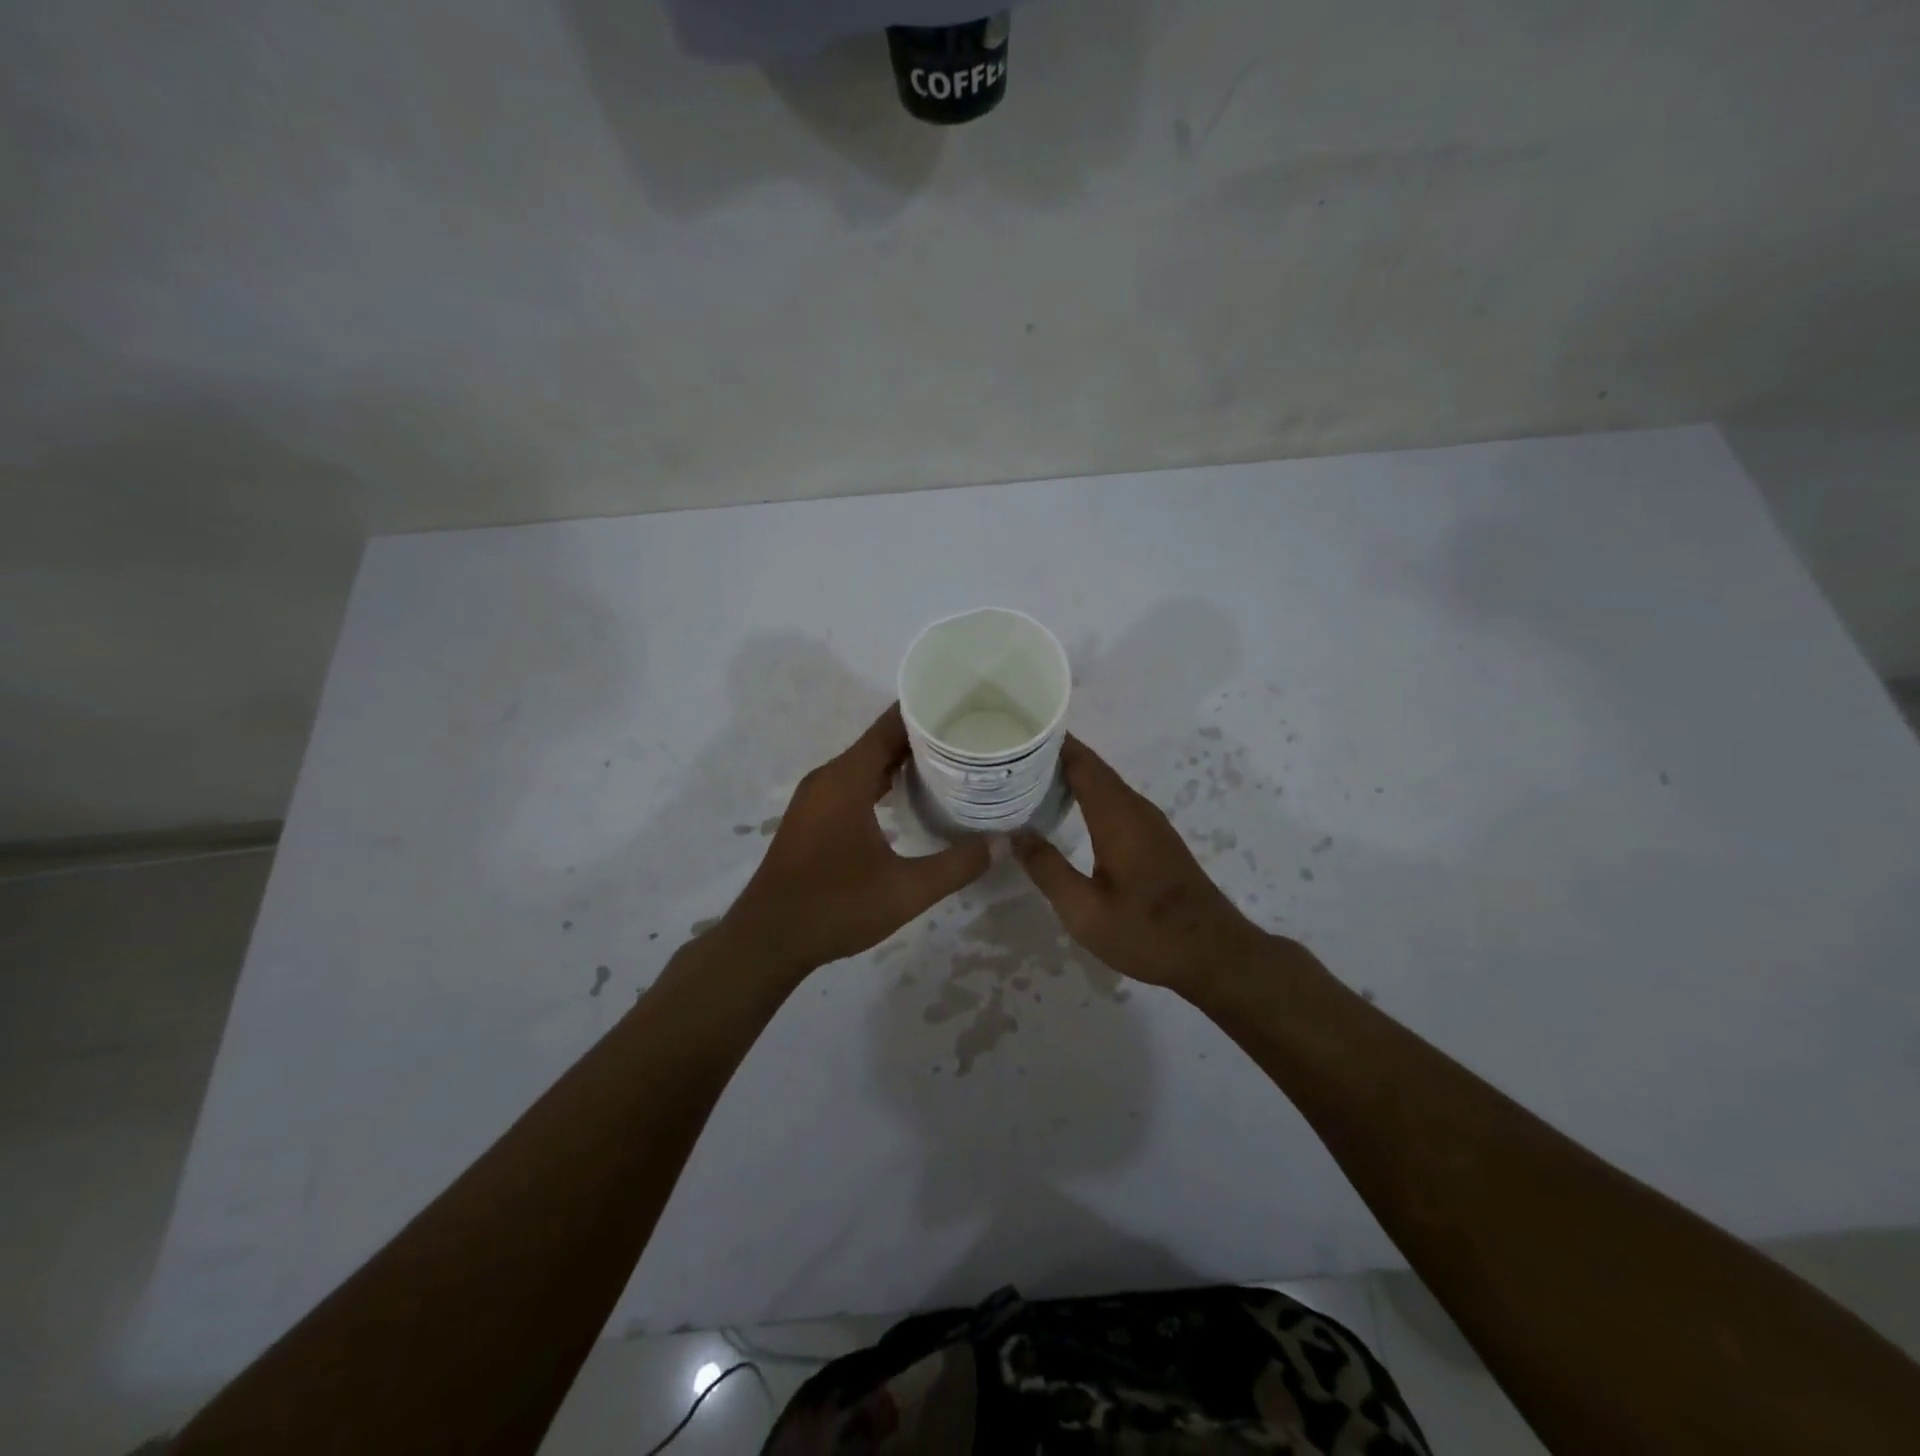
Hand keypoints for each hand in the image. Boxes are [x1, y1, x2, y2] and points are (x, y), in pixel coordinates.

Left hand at [722, 704, 989, 974]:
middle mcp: (828, 778)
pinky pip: (852, 784)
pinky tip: (909, 798)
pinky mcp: (812, 818)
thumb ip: (957, 865)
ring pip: (864, 765)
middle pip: (879, 742)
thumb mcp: (906, 890)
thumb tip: (1003, 842)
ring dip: (901, 761)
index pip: (889, 727)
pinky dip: (881, 781)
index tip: (962, 705)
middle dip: (921, 737)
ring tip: (948, 763)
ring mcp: (816, 798)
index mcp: (846, 779)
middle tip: (967, 736)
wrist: (768, 939)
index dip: (924, 712)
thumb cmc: (836, 906)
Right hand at [1013, 736, 1270, 991]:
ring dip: (1071, 774)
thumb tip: (1015, 833)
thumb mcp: (1085, 911)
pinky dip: (1087, 793)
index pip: (1082, 763)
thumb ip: (1048, 869)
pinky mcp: (1155, 838)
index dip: (1052, 743)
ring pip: (1105, 784)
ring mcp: (1149, 823)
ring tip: (1030, 775)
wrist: (1215, 955)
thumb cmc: (1147, 932)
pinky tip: (1066, 807)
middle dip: (1055, 755)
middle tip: (1012, 754)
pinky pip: (1115, 800)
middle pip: (1093, 768)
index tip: (1018, 731)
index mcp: (1117, 817)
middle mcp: (1135, 809)